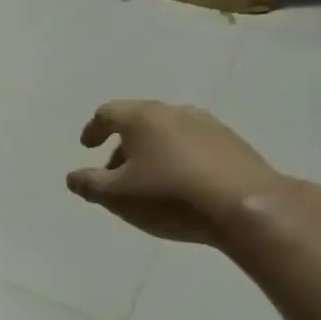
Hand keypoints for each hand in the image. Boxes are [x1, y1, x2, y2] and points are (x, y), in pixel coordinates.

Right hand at [66, 100, 282, 245]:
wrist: (247, 207)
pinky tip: (181, 187)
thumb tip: (73, 177)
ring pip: (168, 134)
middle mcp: (175, 112)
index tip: (87, 147)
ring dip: (151, 153)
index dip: (93, 129)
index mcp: (143, 117)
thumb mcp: (117, 196)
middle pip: (138, 122)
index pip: (108, 113)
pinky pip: (193, 146)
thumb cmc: (170, 196)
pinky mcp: (234, 144)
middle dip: (122, 146)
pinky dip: (178, 160)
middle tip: (115, 175)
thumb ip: (89, 184)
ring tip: (149, 184)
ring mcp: (209, 125)